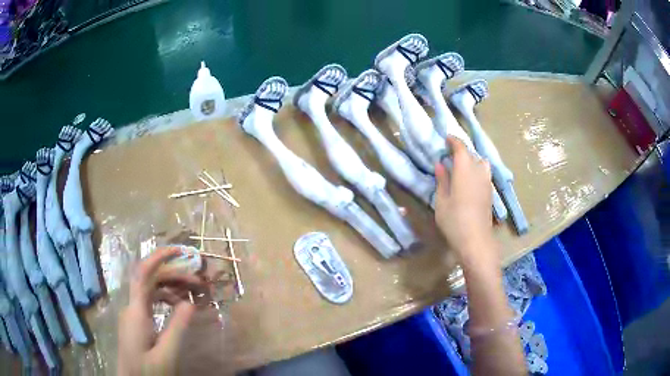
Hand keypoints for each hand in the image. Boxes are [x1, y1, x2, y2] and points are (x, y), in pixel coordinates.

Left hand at [118, 247, 205, 375]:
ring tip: (192, 296)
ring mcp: (133, 313)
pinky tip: (178, 308)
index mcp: (136, 311)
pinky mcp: (136, 321)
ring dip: (171, 288)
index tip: (180, 251)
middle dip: (175, 276)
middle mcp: (132, 306)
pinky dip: (166, 299)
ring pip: (151, 290)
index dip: (159, 257)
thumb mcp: (166, 354)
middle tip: (199, 285)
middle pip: (151, 280)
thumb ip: (177, 328)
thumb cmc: (148, 371)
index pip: (144, 274)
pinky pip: (150, 302)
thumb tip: (190, 302)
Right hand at [435, 137, 495, 266]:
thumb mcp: (441, 200)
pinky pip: (484, 173)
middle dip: (462, 150)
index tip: (446, 138)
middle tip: (450, 154)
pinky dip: (476, 170)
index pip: (461, 147)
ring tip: (461, 166)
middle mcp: (479, 171)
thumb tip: (441, 164)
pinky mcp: (490, 192)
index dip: (453, 140)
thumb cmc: (454, 220)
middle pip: (472, 153)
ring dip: (471, 160)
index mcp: (465, 169)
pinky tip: (469, 180)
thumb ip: (442, 179)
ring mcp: (487, 182)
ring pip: (481, 163)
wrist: (476, 239)